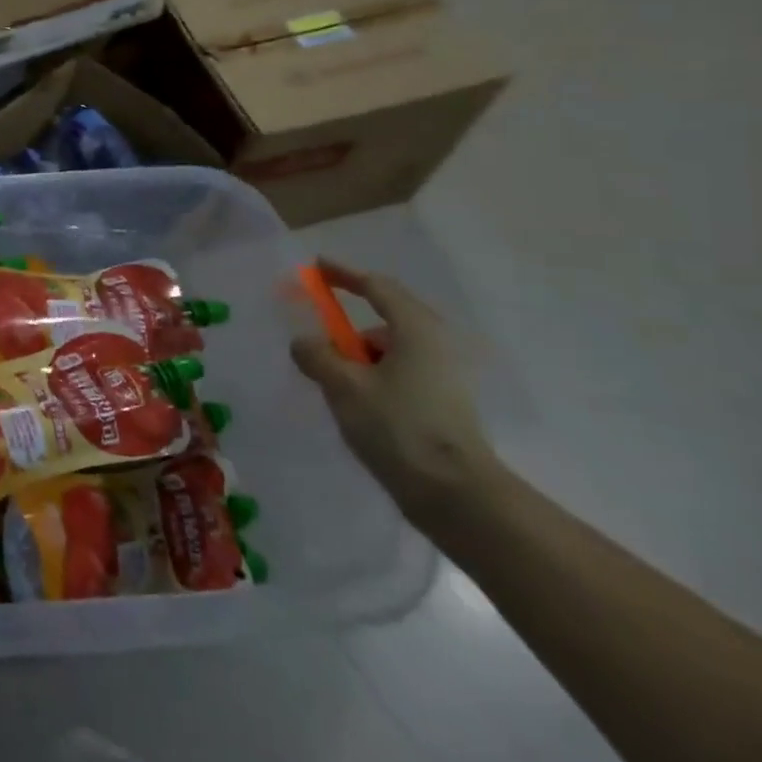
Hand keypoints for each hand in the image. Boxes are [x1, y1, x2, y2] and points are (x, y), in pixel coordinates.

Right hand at [289, 260, 498, 522]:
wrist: (456, 495)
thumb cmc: (398, 427)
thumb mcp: (343, 386)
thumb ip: (316, 355)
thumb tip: (305, 342)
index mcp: (415, 330)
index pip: (377, 287)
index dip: (344, 274)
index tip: (317, 267)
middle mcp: (436, 344)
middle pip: (387, 317)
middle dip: (350, 325)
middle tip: (320, 336)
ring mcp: (444, 375)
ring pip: (392, 349)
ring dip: (360, 356)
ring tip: (334, 383)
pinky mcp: (444, 403)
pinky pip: (400, 372)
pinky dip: (374, 376)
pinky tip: (357, 402)